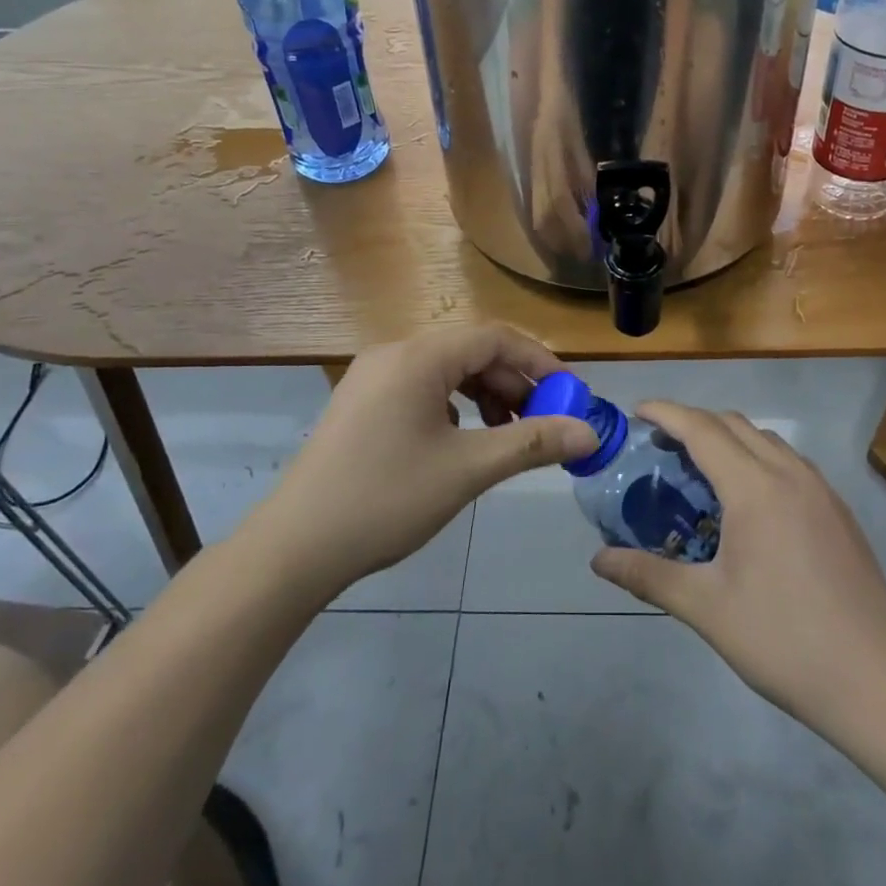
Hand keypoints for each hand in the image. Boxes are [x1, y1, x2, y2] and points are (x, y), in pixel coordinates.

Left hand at [262, 324, 596, 598]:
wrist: (295, 547)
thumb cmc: (386, 499)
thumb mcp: (468, 469)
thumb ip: (532, 443)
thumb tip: (590, 433)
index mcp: (419, 356)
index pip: (495, 338)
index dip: (539, 362)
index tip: (570, 395)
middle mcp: (395, 353)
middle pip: (471, 352)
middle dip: (514, 383)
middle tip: (544, 421)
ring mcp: (373, 377)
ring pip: (447, 371)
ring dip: (486, 395)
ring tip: (509, 435)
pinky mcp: (362, 402)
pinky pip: (422, 388)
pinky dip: (455, 406)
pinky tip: (463, 440)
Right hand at [591, 404, 885, 728]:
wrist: (874, 681)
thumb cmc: (782, 640)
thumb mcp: (705, 608)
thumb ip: (648, 575)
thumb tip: (598, 560)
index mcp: (755, 487)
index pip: (701, 429)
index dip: (666, 413)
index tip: (637, 411)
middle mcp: (789, 474)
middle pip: (734, 424)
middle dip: (694, 423)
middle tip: (660, 447)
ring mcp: (821, 490)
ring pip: (766, 440)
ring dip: (729, 439)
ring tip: (701, 472)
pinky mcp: (839, 511)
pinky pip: (790, 462)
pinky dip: (759, 459)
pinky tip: (749, 503)